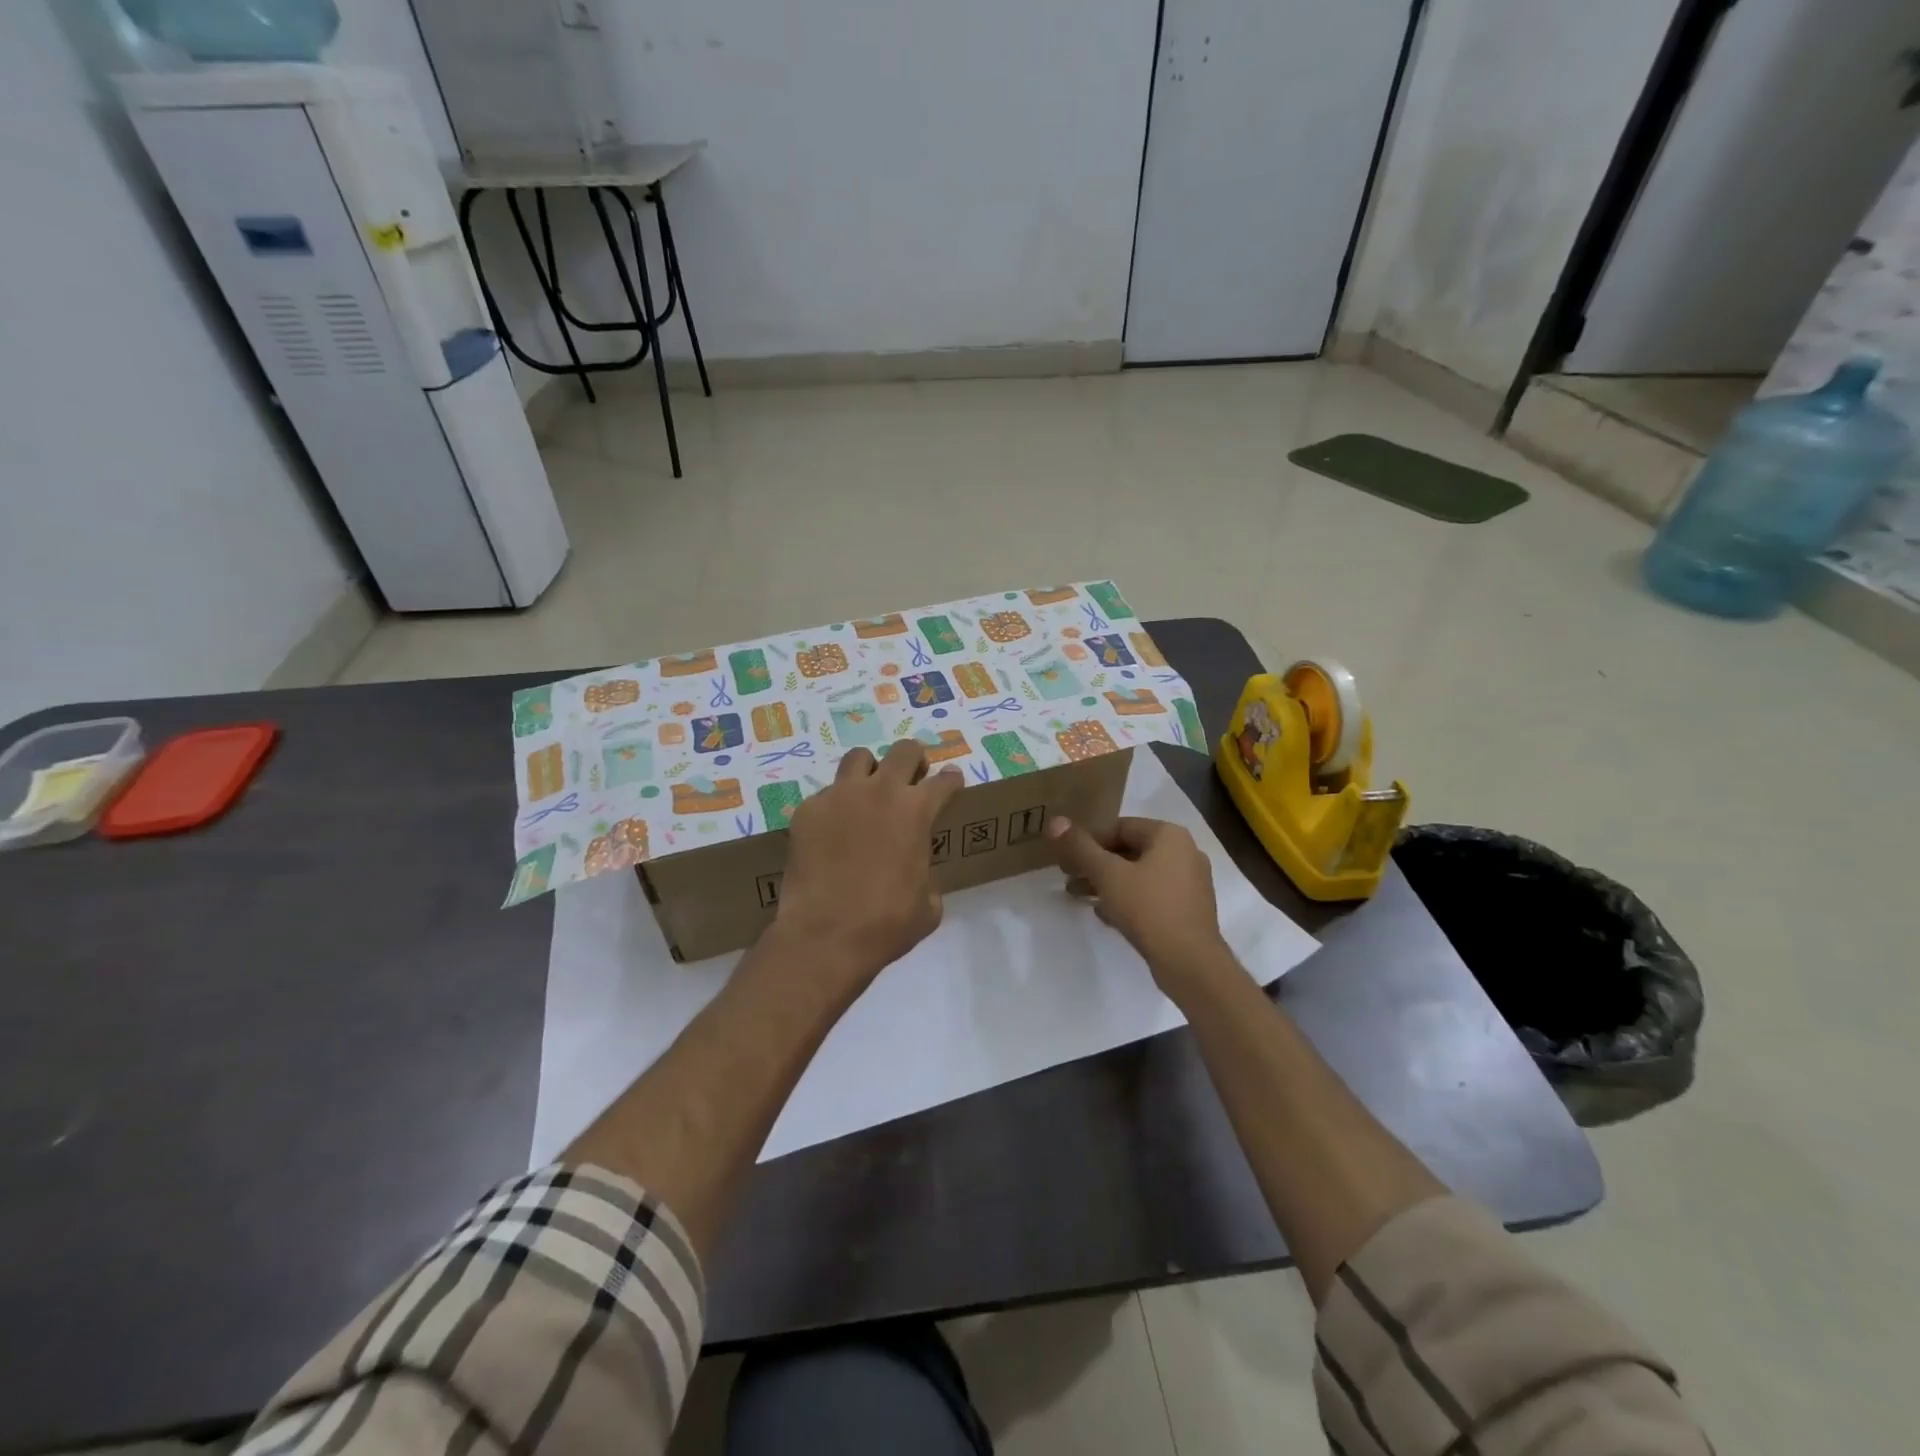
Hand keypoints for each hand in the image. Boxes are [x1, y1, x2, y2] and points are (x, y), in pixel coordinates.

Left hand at [772, 740, 964, 996]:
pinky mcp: (807, 810)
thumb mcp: (929, 904)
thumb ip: (928, 872)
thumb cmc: (887, 924)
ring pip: (859, 758)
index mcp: (917, 811)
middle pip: (904, 751)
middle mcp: (880, 791)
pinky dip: (836, 806)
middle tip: (913, 777)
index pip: (944, 780)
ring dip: (870, 770)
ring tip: (868, 792)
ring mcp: (839, 796)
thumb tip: (917, 869)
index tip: (951, 781)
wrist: (825, 936)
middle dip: (914, 760)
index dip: (952, 780)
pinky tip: (833, 831)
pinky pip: (826, 794)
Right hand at [1046, 816, 1235, 1000]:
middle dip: (1095, 863)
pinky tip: (1104, 914)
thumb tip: (1055, 821)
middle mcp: (1185, 853)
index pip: (1120, 827)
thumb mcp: (1107, 874)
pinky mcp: (1189, 910)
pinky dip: (1127, 899)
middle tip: (1068, 876)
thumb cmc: (1148, 908)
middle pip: (1130, 851)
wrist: (1190, 962)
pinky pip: (1152, 896)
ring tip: (1079, 896)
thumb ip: (1080, 847)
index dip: (1088, 840)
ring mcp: (1190, 883)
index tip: (1066, 857)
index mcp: (1169, 836)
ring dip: (1108, 883)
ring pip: (1140, 875)